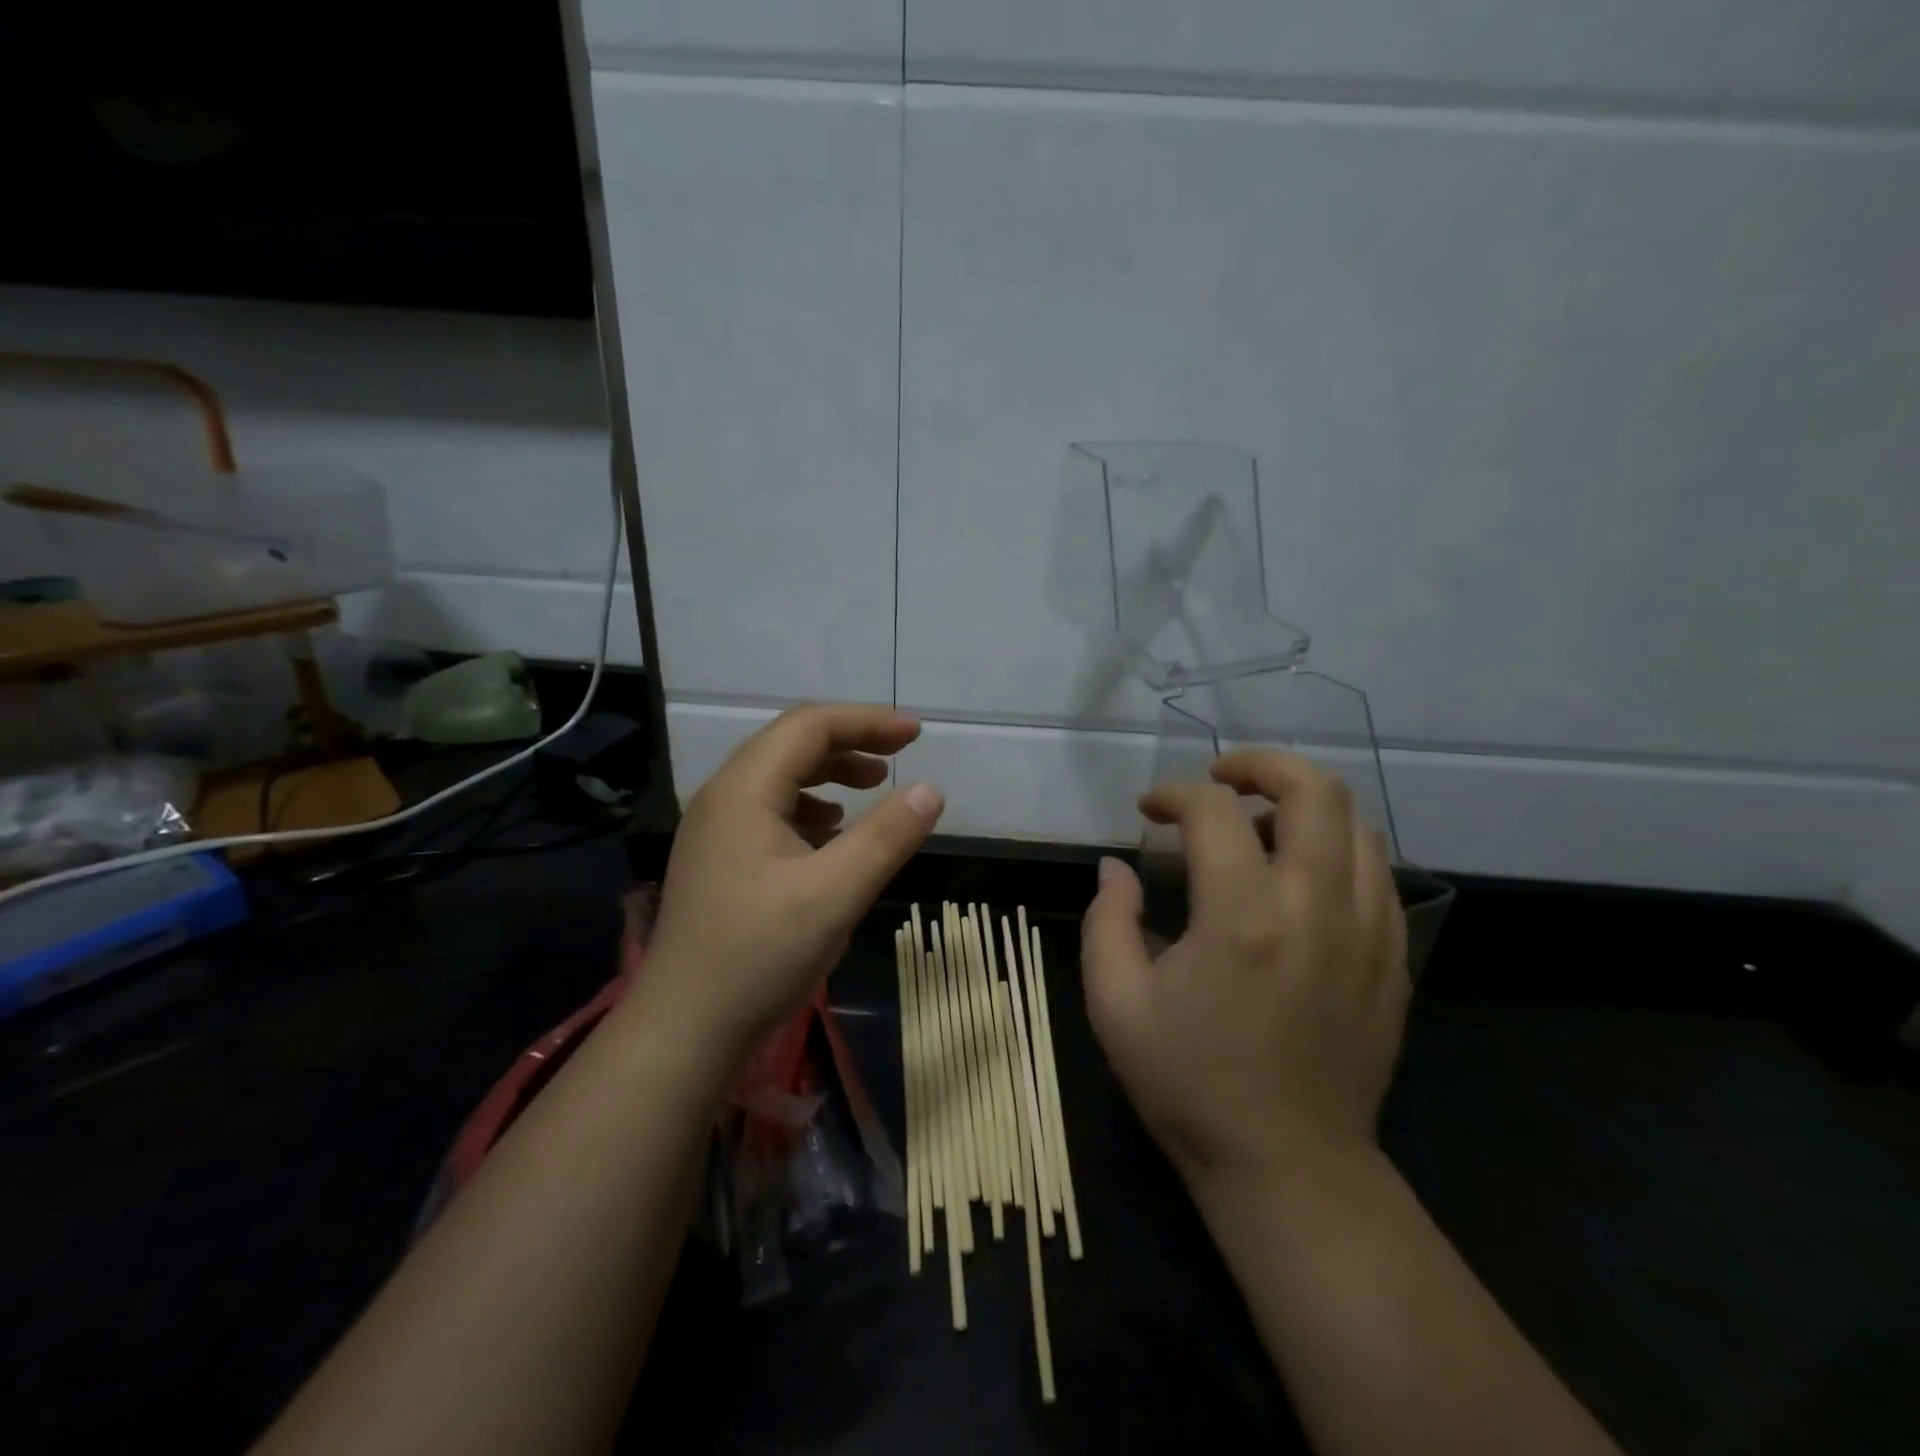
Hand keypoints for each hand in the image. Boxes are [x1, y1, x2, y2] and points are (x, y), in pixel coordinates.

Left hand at [633, 703, 943, 1062]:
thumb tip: (930, 791)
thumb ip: (886, 837)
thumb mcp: (835, 894)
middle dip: (850, 742)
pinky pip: (770, 809)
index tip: (916, 735)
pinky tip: (833, 833)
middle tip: (900, 755)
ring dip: (830, 773)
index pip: (809, 726)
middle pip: (791, 744)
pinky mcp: (719, 858)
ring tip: (872, 788)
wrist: (684, 1028)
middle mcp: (723, 797)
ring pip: (780, 777)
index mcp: (744, 790)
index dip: (867, 721)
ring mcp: (715, 829)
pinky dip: (811, 806)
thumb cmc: (759, 955)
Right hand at [1082, 750, 1407, 1194]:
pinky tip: (1299, 880)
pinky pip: (1377, 873)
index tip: (1149, 811)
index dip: (1173, 795)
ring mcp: (1369, 934)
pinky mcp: (1393, 961)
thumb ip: (1108, 921)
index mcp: (1241, 920)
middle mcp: (1316, 910)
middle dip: (1262, 765)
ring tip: (1259, 830)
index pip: (1214, 812)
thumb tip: (1116, 867)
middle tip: (1222, 778)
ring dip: (1302, 808)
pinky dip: (1336, 851)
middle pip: (1315, 791)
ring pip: (1356, 825)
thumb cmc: (1189, 1085)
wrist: (1288, 1167)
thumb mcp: (1116, 1006)